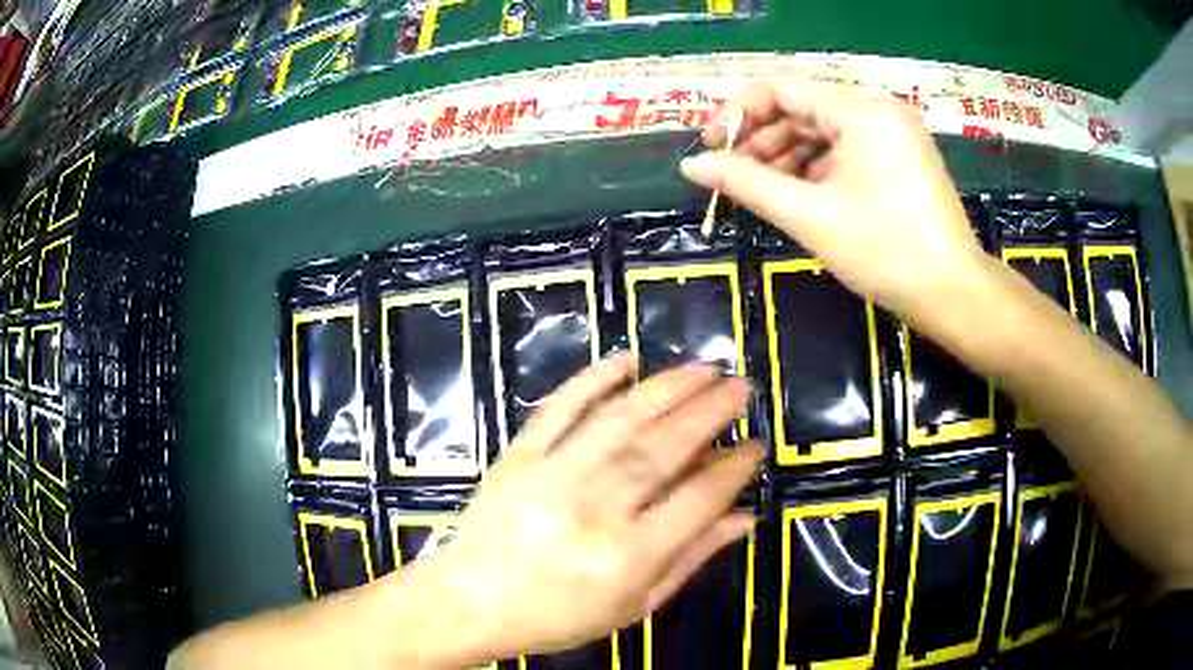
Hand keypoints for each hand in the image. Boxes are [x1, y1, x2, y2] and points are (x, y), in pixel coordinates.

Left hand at [419, 356, 760, 662]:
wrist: (472, 601)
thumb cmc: (558, 615)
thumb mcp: (634, 605)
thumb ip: (690, 559)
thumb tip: (743, 518)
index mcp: (627, 556)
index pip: (697, 500)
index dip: (733, 469)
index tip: (756, 445)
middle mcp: (594, 509)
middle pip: (663, 450)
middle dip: (709, 412)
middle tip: (739, 386)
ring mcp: (552, 475)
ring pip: (620, 420)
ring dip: (666, 388)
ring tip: (702, 368)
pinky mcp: (520, 455)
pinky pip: (559, 408)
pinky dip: (593, 379)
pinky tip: (626, 360)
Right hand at [680, 79, 992, 321]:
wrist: (953, 295)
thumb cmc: (884, 252)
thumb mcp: (809, 215)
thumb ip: (746, 182)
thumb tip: (691, 165)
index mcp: (860, 111)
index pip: (782, 89)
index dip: (738, 113)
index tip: (710, 146)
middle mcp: (878, 110)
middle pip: (803, 108)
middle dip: (762, 138)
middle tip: (731, 175)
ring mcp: (894, 134)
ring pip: (825, 131)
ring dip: (788, 155)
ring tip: (760, 189)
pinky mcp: (902, 158)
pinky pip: (848, 150)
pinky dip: (818, 167)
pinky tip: (798, 194)